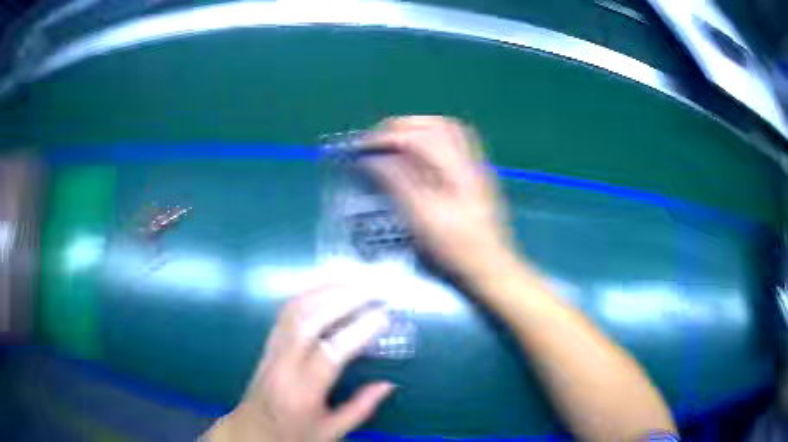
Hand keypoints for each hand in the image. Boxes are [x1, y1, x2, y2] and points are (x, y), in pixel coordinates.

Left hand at [205, 285, 393, 441]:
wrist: (251, 430)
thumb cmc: (292, 434)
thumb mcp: (331, 432)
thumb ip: (360, 408)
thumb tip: (388, 384)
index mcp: (301, 393)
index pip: (329, 354)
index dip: (357, 331)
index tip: (384, 316)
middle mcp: (282, 365)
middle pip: (308, 321)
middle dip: (342, 299)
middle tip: (372, 289)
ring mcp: (271, 349)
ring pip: (294, 309)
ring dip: (325, 289)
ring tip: (354, 281)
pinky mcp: (268, 342)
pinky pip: (286, 310)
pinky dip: (309, 293)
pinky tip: (327, 287)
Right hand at [361, 116, 512, 277]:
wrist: (489, 267)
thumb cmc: (454, 249)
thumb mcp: (421, 219)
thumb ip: (396, 183)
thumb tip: (372, 158)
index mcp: (455, 169)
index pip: (417, 136)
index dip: (386, 137)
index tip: (363, 148)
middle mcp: (467, 160)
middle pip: (434, 124)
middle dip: (400, 127)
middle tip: (376, 142)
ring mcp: (475, 166)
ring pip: (446, 130)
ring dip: (416, 130)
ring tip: (393, 143)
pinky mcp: (475, 175)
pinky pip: (454, 142)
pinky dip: (430, 139)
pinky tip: (418, 155)